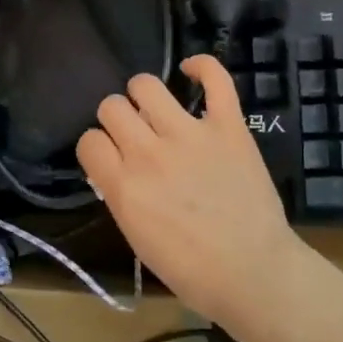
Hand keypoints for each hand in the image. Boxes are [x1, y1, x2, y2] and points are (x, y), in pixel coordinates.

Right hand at [75, 56, 302, 333]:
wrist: (254, 274)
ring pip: (145, 85)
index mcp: (123, 186)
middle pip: (111, 106)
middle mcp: (149, 152)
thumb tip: (115, 168)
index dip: (96, 147)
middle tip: (134, 135)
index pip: (88, 140)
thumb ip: (121, 196)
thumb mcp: (138, 239)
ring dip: (143, 95)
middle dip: (117, 119)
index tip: (110, 157)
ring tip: (155, 109)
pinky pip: (214, 78)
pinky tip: (192, 70)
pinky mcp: (228, 125)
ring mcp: (190, 134)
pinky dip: (202, 66)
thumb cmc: (192, 272)